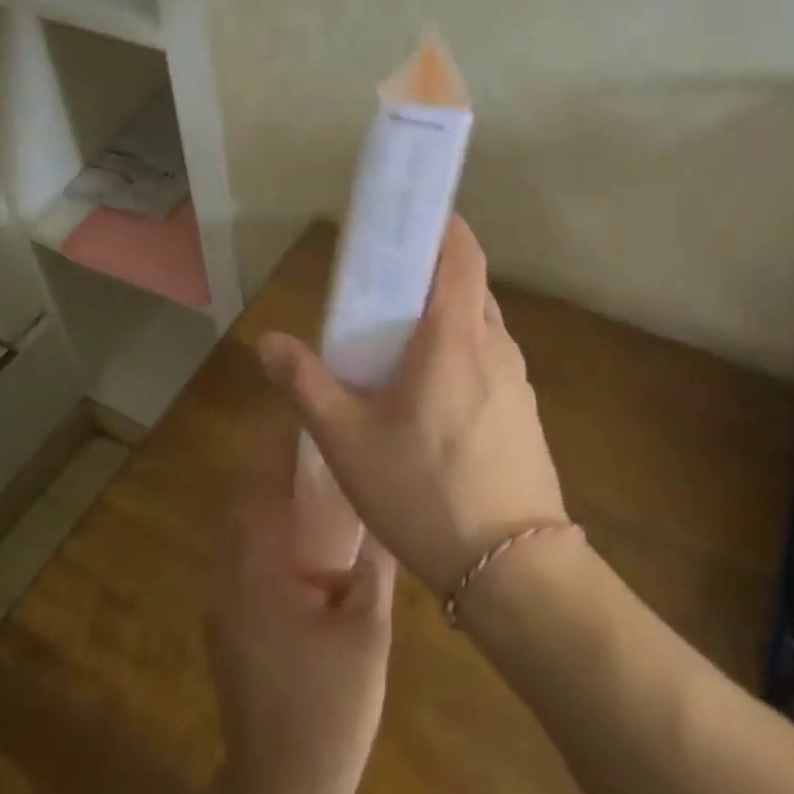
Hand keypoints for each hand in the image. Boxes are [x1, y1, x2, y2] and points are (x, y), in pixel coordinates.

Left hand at [209, 447, 395, 793]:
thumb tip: (385, 520)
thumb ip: (372, 570)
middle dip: (275, 482)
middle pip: (244, 510)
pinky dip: (268, 547)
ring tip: (317, 503)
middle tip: (320, 465)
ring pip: (241, 538)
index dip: (278, 458)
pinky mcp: (227, 631)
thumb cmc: (329, 708)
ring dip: (271, 515)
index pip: (259, 495)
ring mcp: (222, 608)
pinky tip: (306, 561)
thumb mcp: (365, 634)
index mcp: (257, 575)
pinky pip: (242, 567)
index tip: (306, 433)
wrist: (282, 792)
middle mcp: (228, 581)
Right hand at [258, 216, 566, 594]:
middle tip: (382, 289)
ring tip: (398, 344)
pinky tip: (430, 398)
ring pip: (480, 324)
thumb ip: (306, 384)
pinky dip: (460, 354)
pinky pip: (489, 361)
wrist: (515, 571)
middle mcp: (495, 345)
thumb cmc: (425, 492)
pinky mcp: (524, 413)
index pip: (460, 251)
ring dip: (444, 317)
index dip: (439, 225)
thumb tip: (268, 343)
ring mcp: (517, 381)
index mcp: (455, 335)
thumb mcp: (347, 440)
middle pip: (468, 284)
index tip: (405, 222)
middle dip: (429, 274)